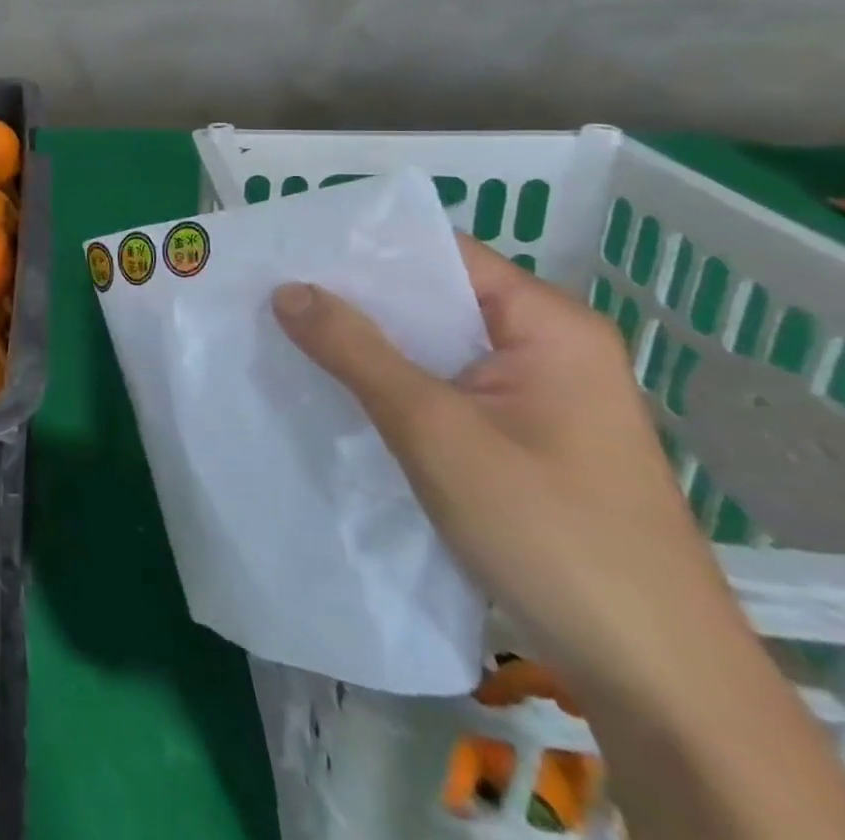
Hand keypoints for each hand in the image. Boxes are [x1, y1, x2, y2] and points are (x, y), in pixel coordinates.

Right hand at [271, 238, 741, 707]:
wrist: (651, 674)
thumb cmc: (546, 528)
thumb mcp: (434, 429)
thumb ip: (355, 349)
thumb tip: (285, 288)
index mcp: (548, 325)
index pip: (440, 255)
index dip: (363, 248)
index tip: (289, 250)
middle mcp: (547, 348)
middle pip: (433, 299)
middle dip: (354, 297)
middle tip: (271, 290)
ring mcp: (536, 397)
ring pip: (432, 347)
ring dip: (366, 343)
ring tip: (285, 330)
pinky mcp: (520, 439)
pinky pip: (440, 387)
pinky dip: (388, 382)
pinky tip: (333, 385)